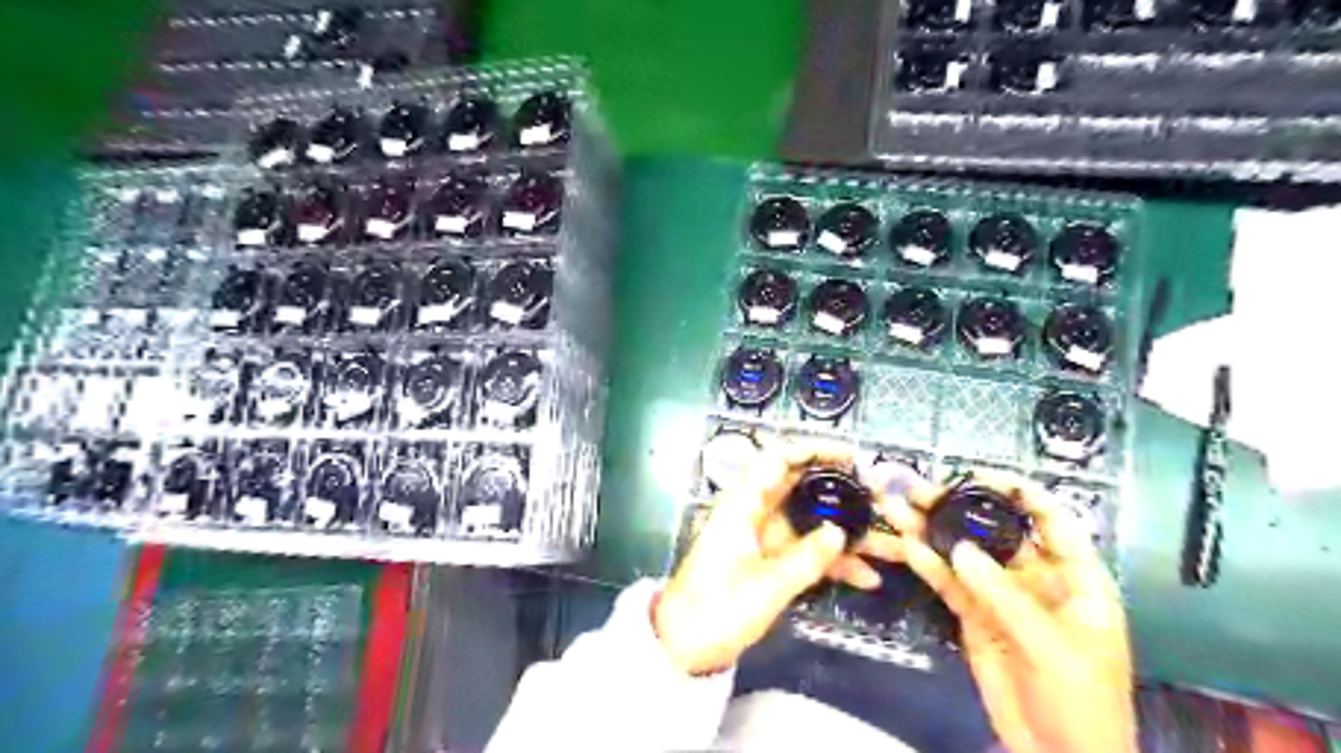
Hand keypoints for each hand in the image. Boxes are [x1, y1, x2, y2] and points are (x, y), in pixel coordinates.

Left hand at [655, 441, 904, 677]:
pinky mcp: (768, 562)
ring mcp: (762, 538)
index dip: (813, 451)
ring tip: (886, 539)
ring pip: (809, 522)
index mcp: (743, 504)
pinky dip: (832, 561)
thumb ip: (807, 558)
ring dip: (844, 531)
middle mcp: (753, 513)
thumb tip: (840, 532)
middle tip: (878, 495)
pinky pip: (805, 551)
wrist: (684, 646)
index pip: (778, 460)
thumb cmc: (717, 608)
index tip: (850, 456)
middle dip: (839, 489)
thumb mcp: (767, 586)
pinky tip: (867, 577)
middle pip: (800, 488)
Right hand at [895, 474, 1133, 751]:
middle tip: (921, 490)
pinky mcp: (974, 617)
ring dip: (934, 531)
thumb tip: (959, 549)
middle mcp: (1036, 580)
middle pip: (998, 533)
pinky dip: (929, 565)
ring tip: (899, 508)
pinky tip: (907, 545)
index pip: (1053, 521)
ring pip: (966, 555)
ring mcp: (1001, 598)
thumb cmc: (1081, 701)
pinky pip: (950, 584)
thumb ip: (1005, 596)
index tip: (980, 476)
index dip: (1021, 493)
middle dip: (961, 507)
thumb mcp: (1052, 647)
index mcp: (1075, 579)